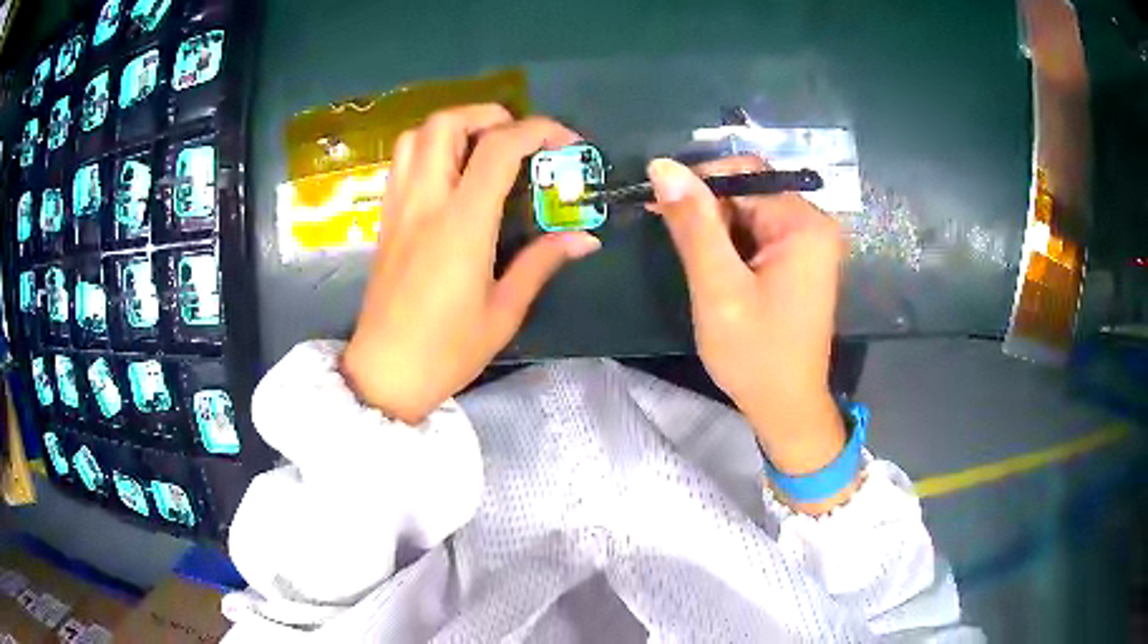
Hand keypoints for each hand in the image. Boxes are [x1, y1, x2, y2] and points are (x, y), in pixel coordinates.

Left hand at [342, 105, 600, 423]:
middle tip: (517, 136)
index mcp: (461, 224)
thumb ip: (542, 262)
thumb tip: (584, 237)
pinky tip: (449, 172)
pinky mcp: (385, 220)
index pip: (499, 149)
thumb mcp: (504, 311)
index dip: (538, 131)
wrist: (385, 374)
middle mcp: (425, 202)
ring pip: (415, 136)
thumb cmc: (447, 350)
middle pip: (445, 124)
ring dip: (453, 127)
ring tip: (481, 146)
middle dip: (488, 115)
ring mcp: (398, 208)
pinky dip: (428, 148)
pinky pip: (401, 162)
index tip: (566, 142)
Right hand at [647, 156, 850, 509]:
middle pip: (748, 193)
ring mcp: (808, 245)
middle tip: (675, 243)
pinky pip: (758, 236)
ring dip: (715, 232)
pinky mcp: (799, 263)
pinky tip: (715, 272)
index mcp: (803, 224)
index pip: (744, 175)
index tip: (658, 204)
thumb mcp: (718, 288)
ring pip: (749, 214)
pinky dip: (730, 247)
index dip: (698, 183)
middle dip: (707, 212)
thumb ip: (693, 224)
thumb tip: (663, 166)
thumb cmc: (755, 354)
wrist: (786, 407)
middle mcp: (812, 225)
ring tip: (696, 266)